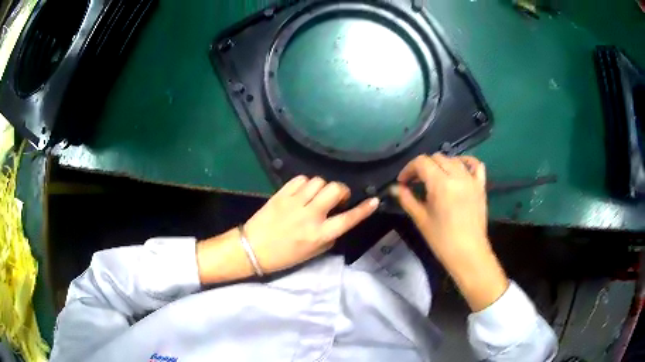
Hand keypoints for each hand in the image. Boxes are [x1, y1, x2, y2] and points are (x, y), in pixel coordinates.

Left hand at [243, 176, 378, 273]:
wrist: (252, 249)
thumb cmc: (284, 256)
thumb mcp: (312, 253)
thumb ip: (329, 236)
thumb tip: (338, 220)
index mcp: (319, 234)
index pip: (348, 219)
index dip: (364, 209)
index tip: (374, 201)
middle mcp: (310, 216)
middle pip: (335, 190)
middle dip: (341, 191)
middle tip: (336, 199)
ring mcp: (294, 202)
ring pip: (318, 181)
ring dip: (323, 187)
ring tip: (317, 196)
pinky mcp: (281, 194)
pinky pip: (300, 179)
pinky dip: (306, 183)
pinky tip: (303, 192)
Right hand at [396, 153, 507, 310]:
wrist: (468, 253)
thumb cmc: (442, 240)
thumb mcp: (421, 219)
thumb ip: (407, 199)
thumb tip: (395, 188)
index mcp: (440, 184)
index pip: (421, 162)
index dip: (409, 169)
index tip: (403, 182)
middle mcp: (457, 176)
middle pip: (437, 158)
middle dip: (423, 167)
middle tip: (416, 182)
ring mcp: (471, 180)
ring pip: (453, 159)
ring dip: (441, 165)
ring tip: (435, 178)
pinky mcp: (481, 186)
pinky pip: (475, 165)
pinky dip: (466, 162)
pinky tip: (459, 169)